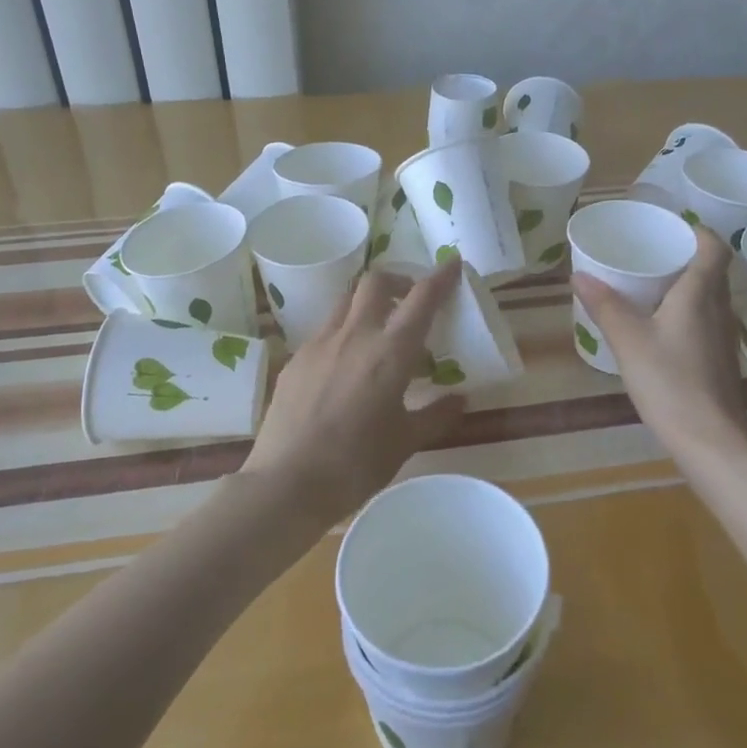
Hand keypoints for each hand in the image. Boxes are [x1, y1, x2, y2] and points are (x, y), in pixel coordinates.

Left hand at [241, 258, 465, 523]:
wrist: (286, 483)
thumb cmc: (356, 464)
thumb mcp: (405, 442)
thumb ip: (436, 415)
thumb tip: (460, 400)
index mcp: (390, 351)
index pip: (421, 298)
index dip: (440, 276)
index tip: (452, 263)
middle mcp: (355, 335)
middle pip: (376, 282)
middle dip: (398, 280)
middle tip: (410, 300)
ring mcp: (320, 344)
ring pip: (347, 301)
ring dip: (368, 303)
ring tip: (379, 330)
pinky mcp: (296, 359)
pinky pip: (326, 331)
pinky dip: (344, 332)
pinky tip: (347, 365)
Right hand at [572, 225, 746, 456]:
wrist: (711, 441)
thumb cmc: (671, 382)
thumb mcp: (629, 340)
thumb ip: (605, 306)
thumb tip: (578, 274)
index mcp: (701, 294)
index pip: (715, 247)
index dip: (698, 231)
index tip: (670, 228)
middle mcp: (719, 309)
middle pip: (711, 270)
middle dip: (684, 257)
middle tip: (649, 254)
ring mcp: (723, 338)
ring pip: (708, 298)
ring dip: (685, 286)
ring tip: (649, 287)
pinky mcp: (720, 361)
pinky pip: (704, 321)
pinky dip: (685, 313)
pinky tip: (659, 329)